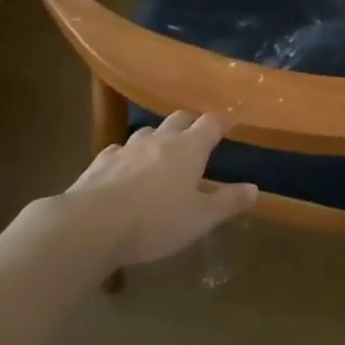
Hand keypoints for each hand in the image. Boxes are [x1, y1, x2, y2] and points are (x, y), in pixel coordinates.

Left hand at [56, 111, 257, 266]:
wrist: (90, 226)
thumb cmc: (155, 221)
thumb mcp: (200, 219)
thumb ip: (227, 203)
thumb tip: (253, 189)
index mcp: (189, 148)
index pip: (211, 124)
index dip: (224, 121)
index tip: (232, 121)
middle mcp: (159, 140)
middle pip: (179, 119)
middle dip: (192, 123)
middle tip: (199, 133)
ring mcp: (126, 149)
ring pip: (147, 132)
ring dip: (159, 137)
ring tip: (162, 150)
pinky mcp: (99, 163)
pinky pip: (118, 150)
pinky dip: (128, 155)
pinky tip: (125, 167)